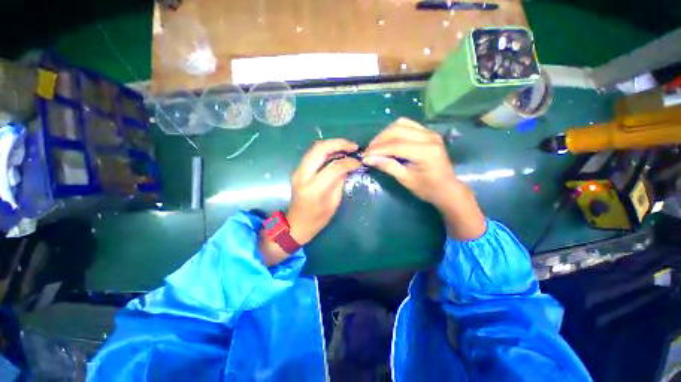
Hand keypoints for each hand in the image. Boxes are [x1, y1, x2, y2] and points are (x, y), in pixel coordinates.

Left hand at [260, 139, 360, 264]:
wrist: (297, 224)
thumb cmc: (317, 219)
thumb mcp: (333, 202)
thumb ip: (339, 182)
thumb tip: (348, 166)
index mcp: (314, 188)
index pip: (333, 167)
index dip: (348, 162)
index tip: (358, 162)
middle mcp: (303, 176)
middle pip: (320, 149)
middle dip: (339, 143)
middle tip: (353, 146)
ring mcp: (298, 171)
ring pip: (315, 148)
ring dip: (332, 144)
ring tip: (347, 147)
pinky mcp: (298, 170)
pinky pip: (312, 154)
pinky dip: (325, 150)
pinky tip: (336, 153)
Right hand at [362, 118, 485, 239]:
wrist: (447, 188)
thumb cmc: (427, 188)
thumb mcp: (405, 179)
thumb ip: (387, 166)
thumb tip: (367, 159)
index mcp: (425, 152)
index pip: (395, 145)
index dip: (377, 149)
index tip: (363, 155)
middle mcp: (429, 137)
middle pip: (396, 130)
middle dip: (379, 140)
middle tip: (368, 151)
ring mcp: (430, 132)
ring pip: (401, 124)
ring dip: (385, 134)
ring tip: (376, 146)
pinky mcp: (428, 132)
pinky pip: (408, 125)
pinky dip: (394, 130)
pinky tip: (388, 140)